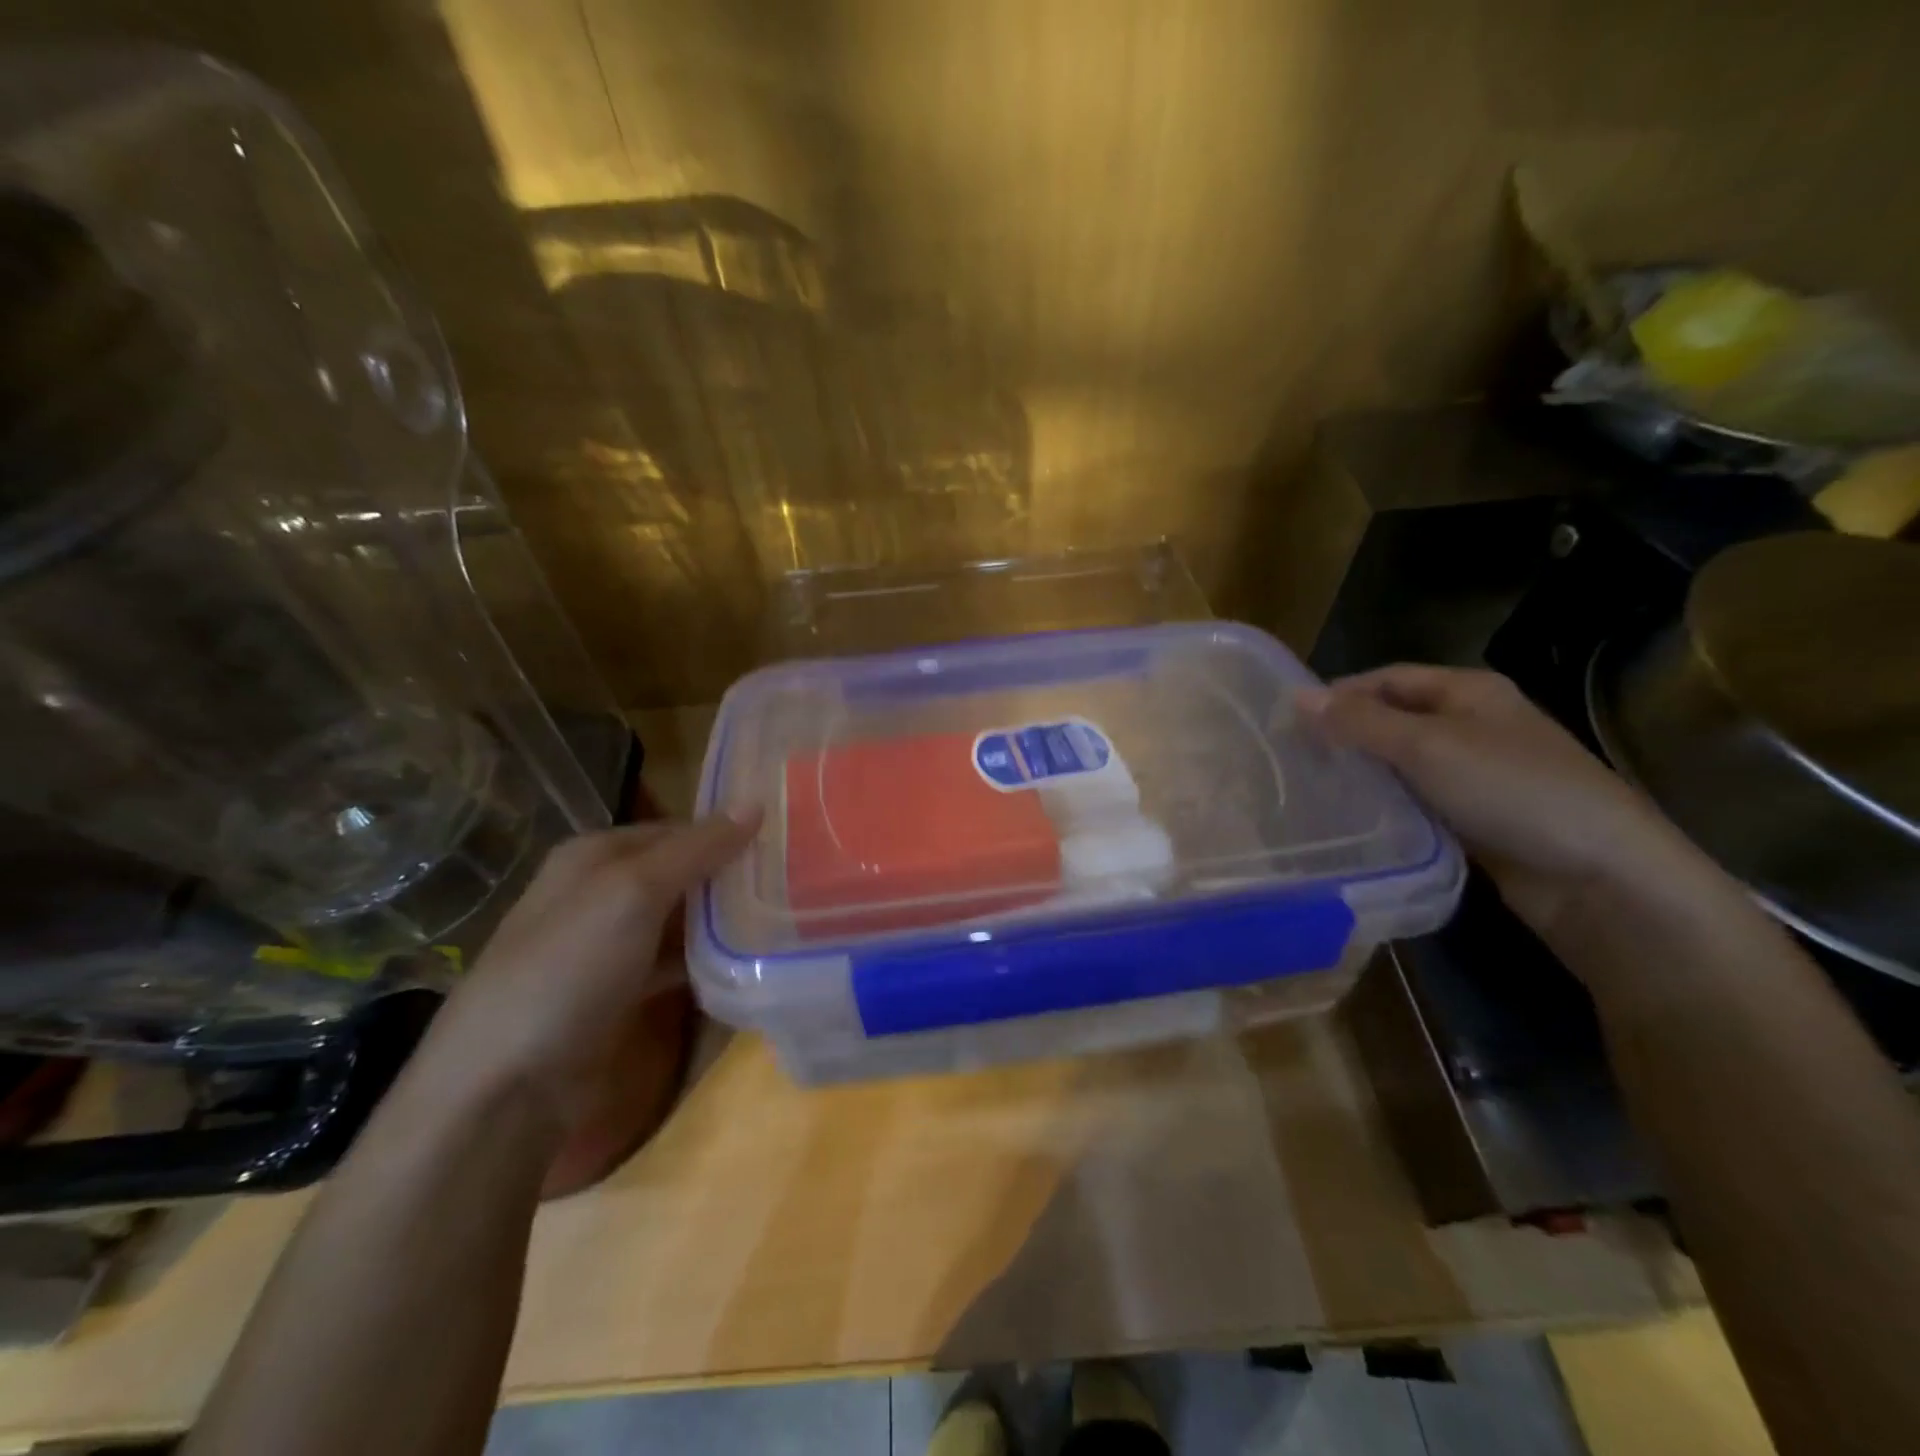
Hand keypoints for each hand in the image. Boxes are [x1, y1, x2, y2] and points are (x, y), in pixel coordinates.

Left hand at [414, 811, 760, 1133]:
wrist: (504, 1087)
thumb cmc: (568, 970)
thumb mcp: (634, 894)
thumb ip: (697, 849)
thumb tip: (756, 803)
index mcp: (593, 855)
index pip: (678, 829)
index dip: (727, 834)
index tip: (784, 845)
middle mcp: (598, 891)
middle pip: (679, 872)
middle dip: (729, 878)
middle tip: (794, 882)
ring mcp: (605, 945)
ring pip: (678, 918)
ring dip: (721, 921)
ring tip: (783, 918)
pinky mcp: (617, 991)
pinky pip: (671, 961)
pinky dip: (703, 960)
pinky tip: (744, 963)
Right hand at [1298, 666, 1707, 935]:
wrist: (1600, 877)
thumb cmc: (1512, 791)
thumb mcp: (1427, 747)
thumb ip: (1359, 722)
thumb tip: (1295, 696)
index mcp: (1469, 691)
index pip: (1387, 678)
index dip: (1339, 694)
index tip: (1289, 723)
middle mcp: (1472, 724)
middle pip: (1393, 719)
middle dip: (1346, 735)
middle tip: (1294, 760)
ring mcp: (1477, 773)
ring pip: (1402, 763)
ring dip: (1363, 773)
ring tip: (1311, 790)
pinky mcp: (1476, 817)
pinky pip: (1417, 800)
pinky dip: (1386, 805)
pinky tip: (1353, 819)